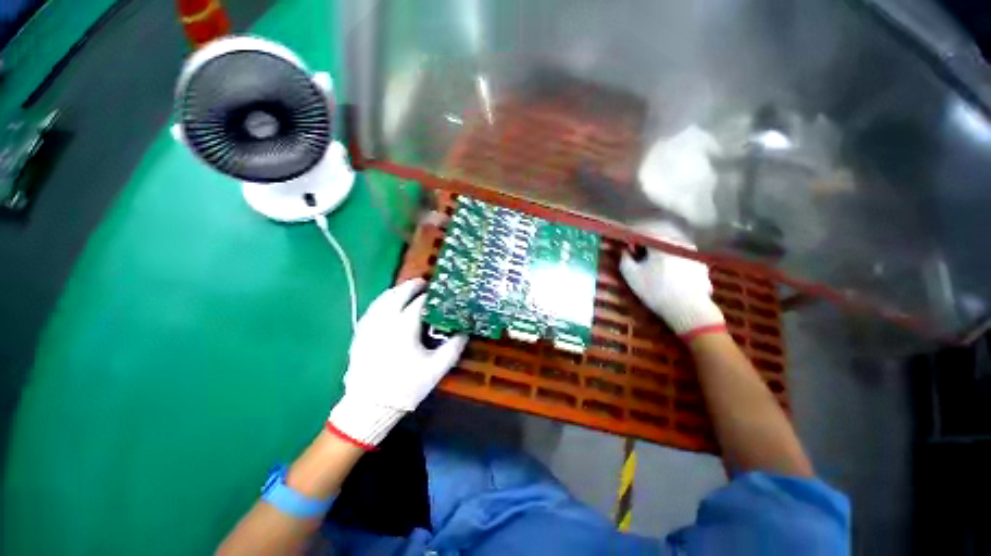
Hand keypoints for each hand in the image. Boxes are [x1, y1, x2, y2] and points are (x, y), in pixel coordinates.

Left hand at [327, 279, 466, 448]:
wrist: (368, 408)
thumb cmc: (406, 387)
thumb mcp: (436, 369)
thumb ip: (454, 347)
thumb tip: (465, 332)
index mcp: (404, 327)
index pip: (419, 303)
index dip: (430, 295)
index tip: (439, 292)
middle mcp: (385, 321)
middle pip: (398, 294)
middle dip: (411, 286)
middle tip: (423, 283)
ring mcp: (369, 326)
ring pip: (382, 299)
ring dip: (395, 291)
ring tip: (406, 290)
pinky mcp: (360, 334)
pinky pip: (372, 310)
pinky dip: (382, 301)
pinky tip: (386, 304)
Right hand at [619, 241, 724, 339]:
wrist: (689, 309)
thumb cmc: (655, 290)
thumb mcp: (631, 275)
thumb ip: (625, 258)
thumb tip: (625, 250)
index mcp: (662, 242)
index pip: (644, 233)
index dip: (634, 239)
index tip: (628, 248)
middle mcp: (680, 243)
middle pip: (660, 240)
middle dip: (649, 247)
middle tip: (640, 259)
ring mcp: (694, 254)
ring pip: (673, 249)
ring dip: (662, 255)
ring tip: (656, 270)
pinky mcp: (702, 267)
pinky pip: (683, 260)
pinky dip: (675, 264)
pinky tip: (671, 278)